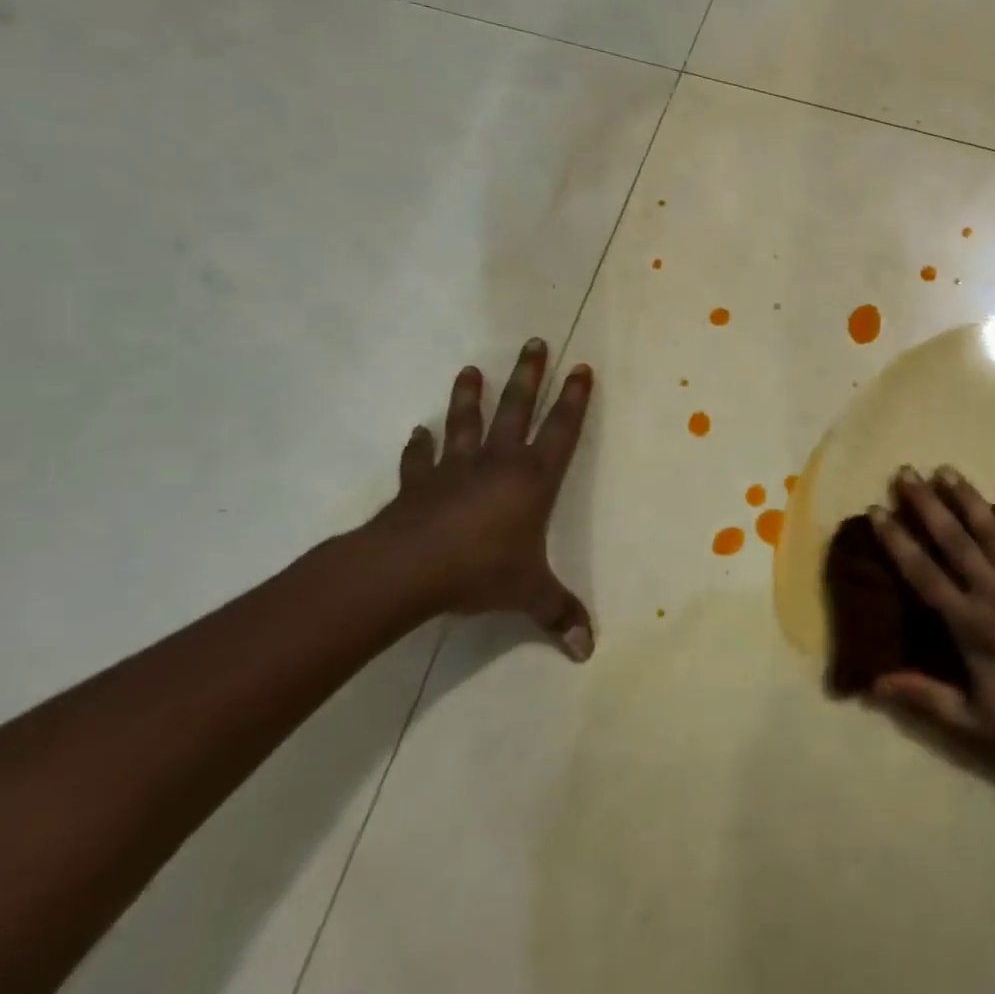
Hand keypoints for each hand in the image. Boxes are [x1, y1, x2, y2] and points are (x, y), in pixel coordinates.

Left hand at [366, 339, 595, 660]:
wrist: (406, 571)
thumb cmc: (480, 571)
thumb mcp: (528, 593)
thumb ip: (558, 614)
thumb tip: (588, 651)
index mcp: (532, 479)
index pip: (562, 430)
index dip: (575, 399)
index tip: (582, 367)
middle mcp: (498, 463)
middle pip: (518, 409)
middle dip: (529, 375)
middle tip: (535, 342)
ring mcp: (454, 469)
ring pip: (467, 422)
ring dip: (470, 396)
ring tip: (471, 368)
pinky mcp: (418, 484)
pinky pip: (419, 459)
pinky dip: (418, 446)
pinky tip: (416, 432)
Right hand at [868, 466, 994, 760]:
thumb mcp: (977, 725)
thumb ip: (926, 698)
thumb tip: (874, 682)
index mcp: (971, 625)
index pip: (924, 574)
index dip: (897, 541)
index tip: (877, 510)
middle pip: (955, 540)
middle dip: (927, 504)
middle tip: (906, 472)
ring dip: (969, 498)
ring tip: (946, 470)